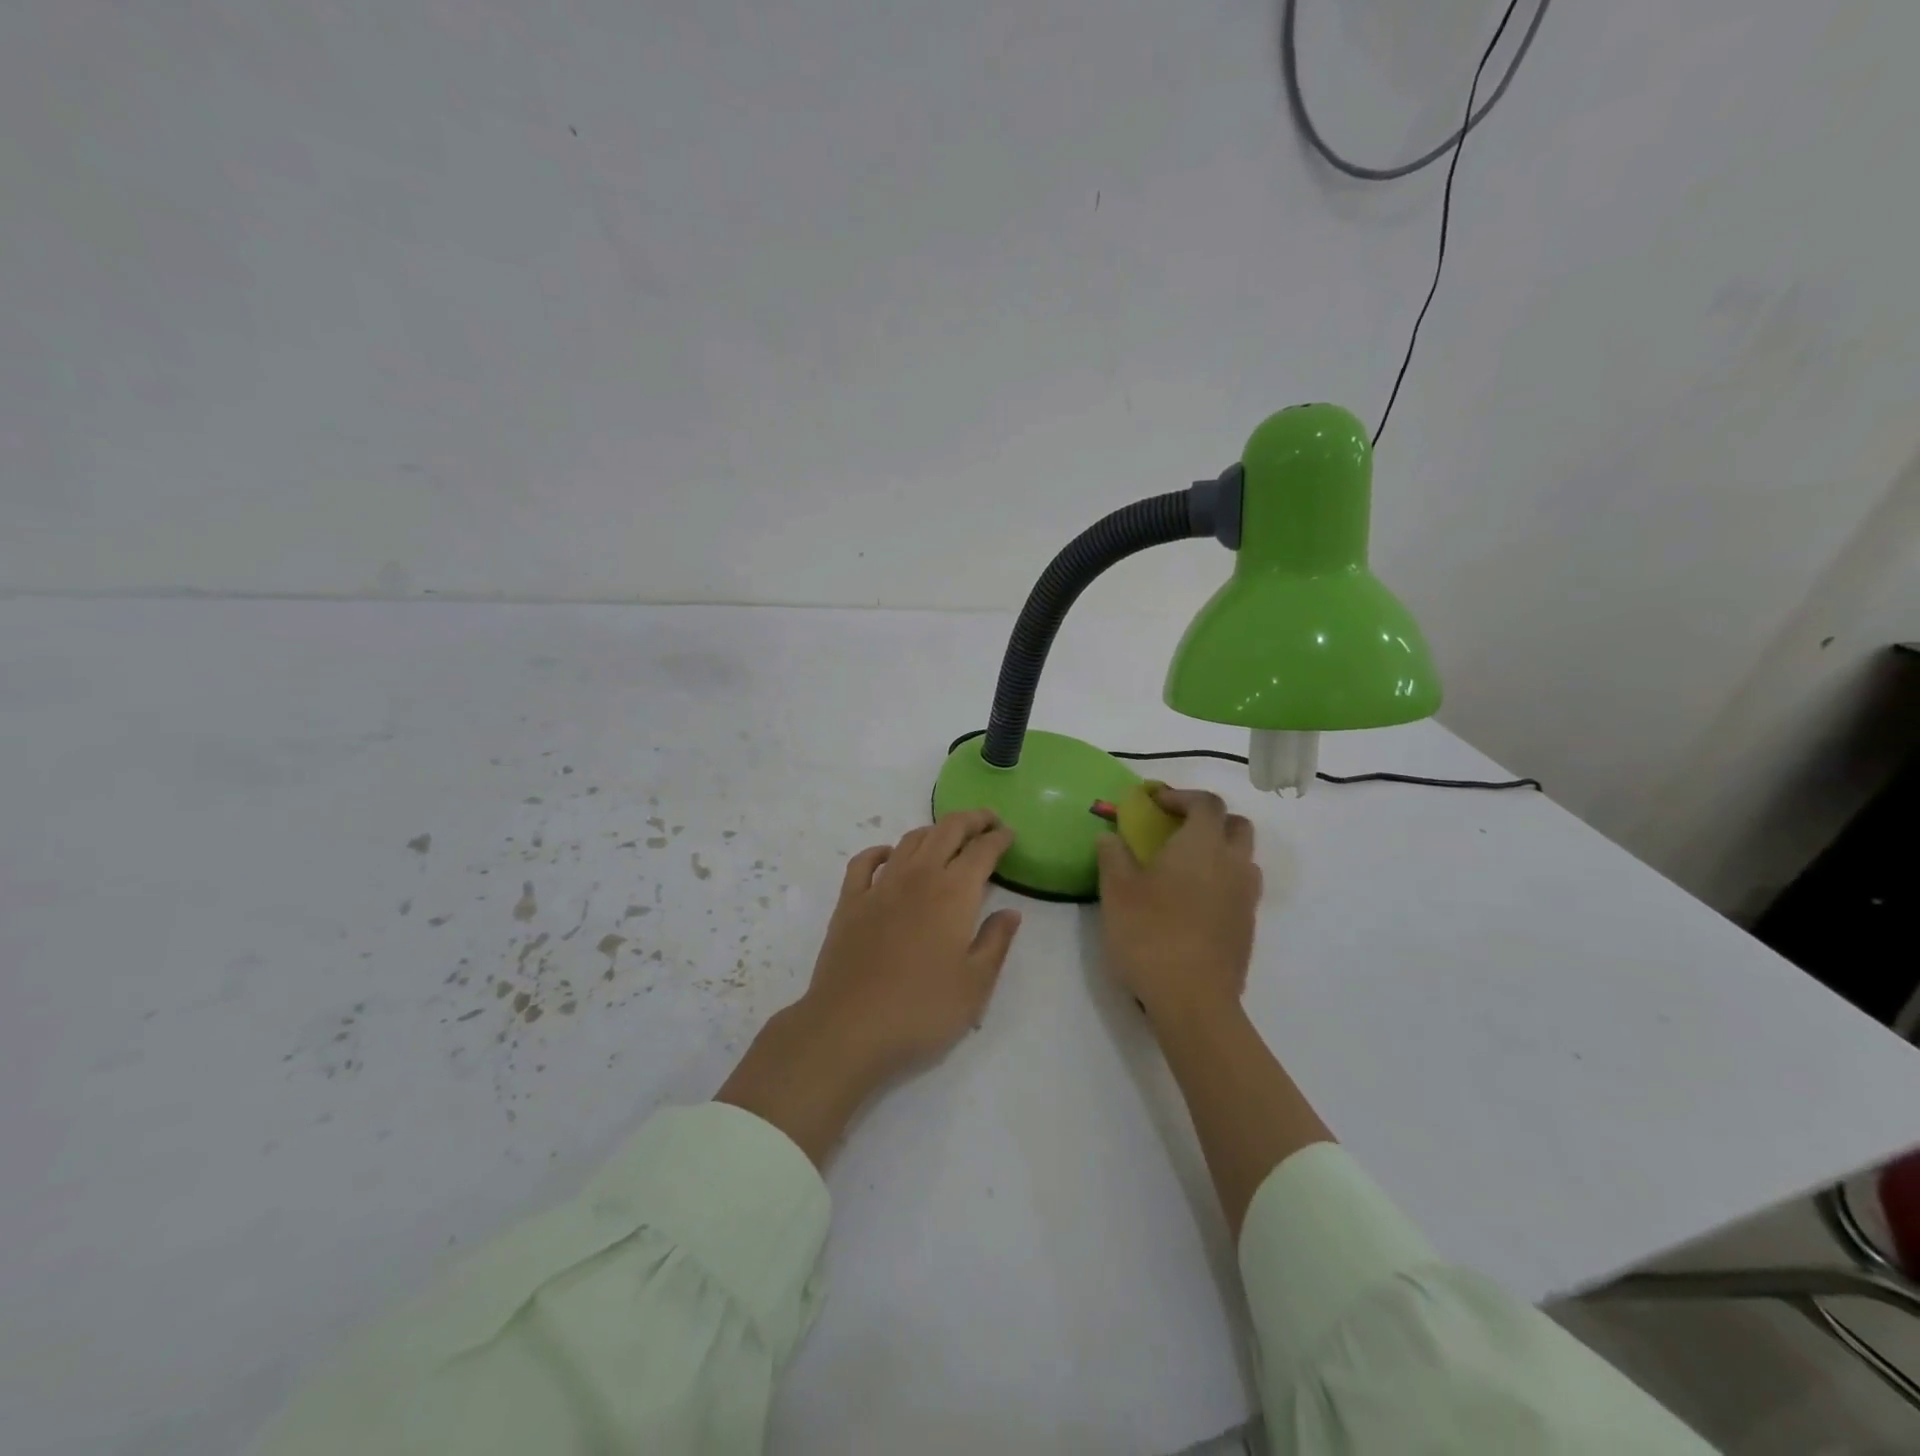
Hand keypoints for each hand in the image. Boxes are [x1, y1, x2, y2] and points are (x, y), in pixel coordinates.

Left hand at [717, 810, 1021, 1164]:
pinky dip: (881, 851)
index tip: (1009, 834)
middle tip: (987, 821)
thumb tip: (1010, 912)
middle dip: (971, 820)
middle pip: (946, 831)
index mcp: (954, 893)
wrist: (850, 1028)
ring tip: (948, 837)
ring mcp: (879, 886)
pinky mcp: (849, 902)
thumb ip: (996, 942)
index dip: (999, 838)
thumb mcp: (976, 985)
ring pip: (909, 841)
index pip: (982, 851)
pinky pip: (864, 862)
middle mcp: (918, 877)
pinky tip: (889, 855)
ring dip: (933, 831)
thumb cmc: (922, 1010)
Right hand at [1095, 787, 1260, 1028]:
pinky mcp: (1247, 927)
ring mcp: (1246, 897)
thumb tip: (1110, 836)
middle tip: (1177, 830)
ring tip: (1184, 868)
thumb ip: (1113, 856)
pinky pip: (1239, 889)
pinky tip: (1191, 904)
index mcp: (1202, 845)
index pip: (1206, 803)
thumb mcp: (1116, 891)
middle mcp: (1233, 863)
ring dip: (1219, 852)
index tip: (1156, 803)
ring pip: (1243, 858)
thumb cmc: (1150, 935)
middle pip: (1236, 825)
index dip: (1181, 796)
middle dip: (1209, 820)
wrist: (1193, 1000)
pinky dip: (1221, 883)